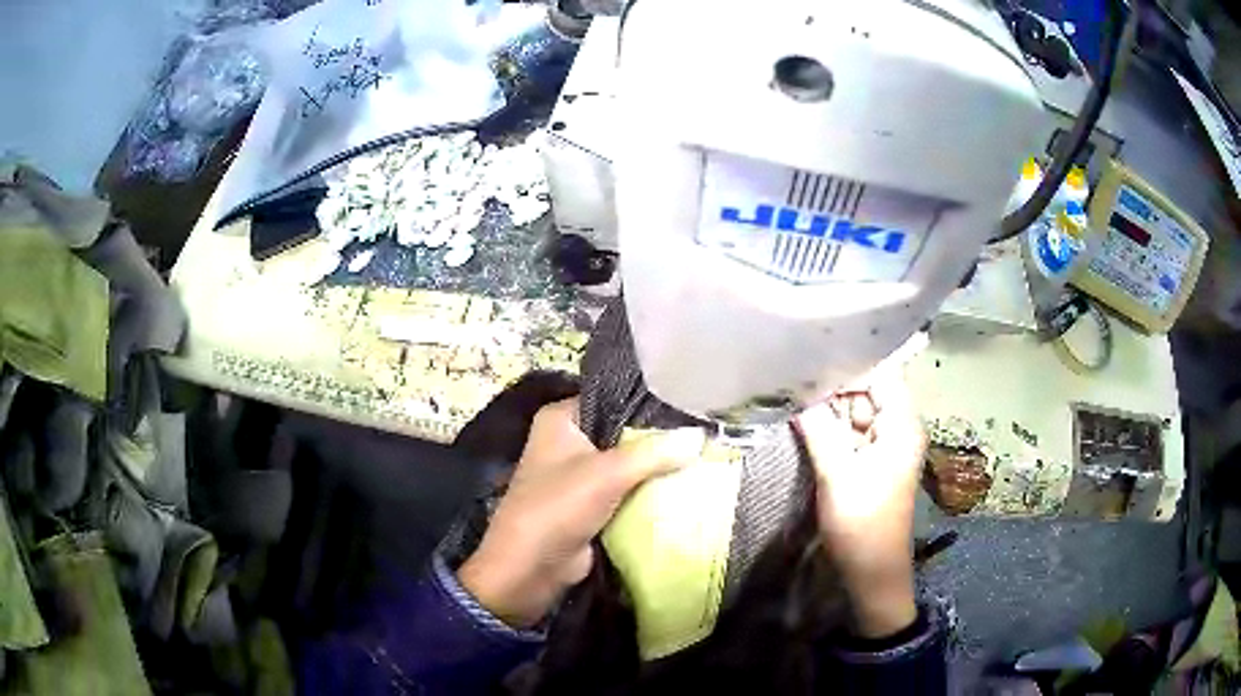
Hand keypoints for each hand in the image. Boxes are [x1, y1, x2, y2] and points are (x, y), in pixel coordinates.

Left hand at [458, 398, 701, 628]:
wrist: (531, 568)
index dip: (649, 403)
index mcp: (561, 419)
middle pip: (622, 432)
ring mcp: (578, 475)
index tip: (689, 405)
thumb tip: (700, 436)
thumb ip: (655, 452)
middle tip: (703, 433)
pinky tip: (684, 485)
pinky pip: (625, 490)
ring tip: (702, 456)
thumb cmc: (558, 506)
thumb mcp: (608, 473)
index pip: (612, 399)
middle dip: (658, 438)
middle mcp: (567, 441)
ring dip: (656, 467)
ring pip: (626, 463)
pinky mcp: (589, 505)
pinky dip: (648, 491)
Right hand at [796, 368, 926, 637]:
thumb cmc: (861, 523)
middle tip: (795, 380)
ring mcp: (886, 445)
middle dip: (834, 387)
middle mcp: (899, 427)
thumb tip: (798, 390)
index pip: (880, 373)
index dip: (848, 364)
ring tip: (795, 397)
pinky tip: (807, 423)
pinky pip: (853, 433)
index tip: (811, 360)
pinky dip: (832, 429)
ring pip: (857, 412)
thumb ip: (819, 428)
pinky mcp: (873, 461)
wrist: (872, 570)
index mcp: (902, 425)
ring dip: (830, 409)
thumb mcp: (837, 473)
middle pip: (867, 391)